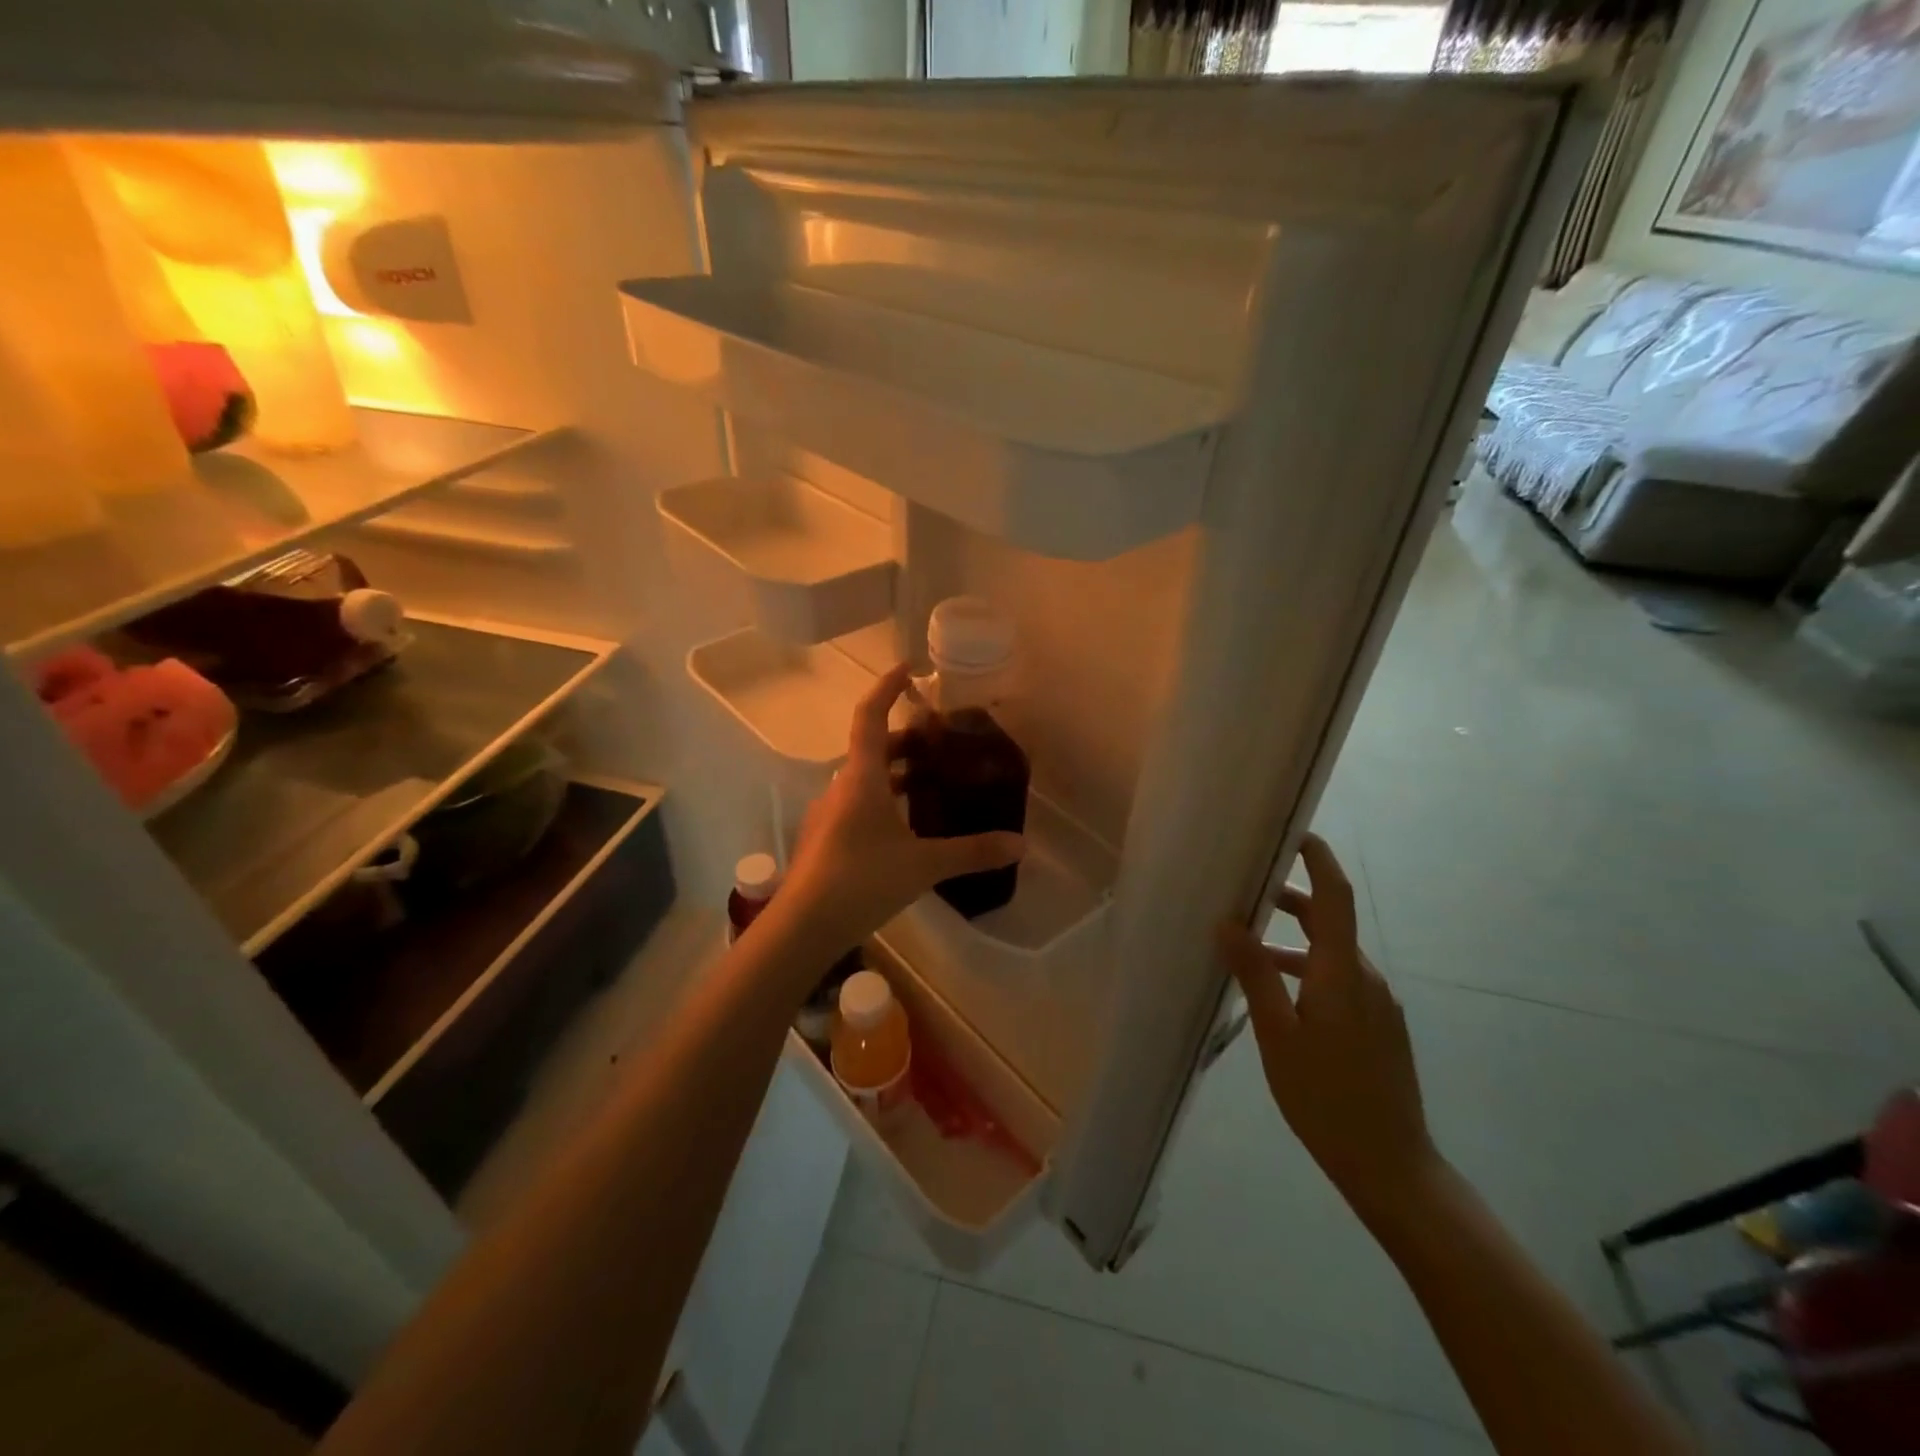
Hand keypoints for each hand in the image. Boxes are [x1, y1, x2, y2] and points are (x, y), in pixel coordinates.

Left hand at [781, 663, 1023, 950]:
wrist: (803, 925)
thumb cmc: (862, 879)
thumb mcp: (924, 864)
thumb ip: (972, 851)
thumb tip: (1020, 843)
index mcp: (862, 777)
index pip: (870, 716)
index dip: (887, 688)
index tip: (908, 670)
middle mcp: (841, 788)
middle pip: (870, 749)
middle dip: (903, 741)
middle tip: (936, 744)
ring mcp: (828, 815)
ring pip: (862, 780)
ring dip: (892, 775)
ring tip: (926, 785)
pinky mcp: (823, 841)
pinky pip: (855, 806)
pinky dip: (881, 803)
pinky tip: (903, 830)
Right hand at [1216, 834, 1438, 1218]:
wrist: (1392, 1166)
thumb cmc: (1326, 1098)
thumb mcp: (1277, 1036)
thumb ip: (1255, 975)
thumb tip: (1230, 921)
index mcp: (1341, 972)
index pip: (1335, 896)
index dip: (1318, 859)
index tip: (1293, 832)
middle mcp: (1366, 977)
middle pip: (1330, 919)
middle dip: (1291, 898)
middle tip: (1246, 888)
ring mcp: (1378, 1003)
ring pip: (1332, 952)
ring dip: (1293, 939)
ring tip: (1248, 946)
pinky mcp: (1379, 1025)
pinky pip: (1339, 979)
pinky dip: (1307, 969)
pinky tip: (1278, 994)